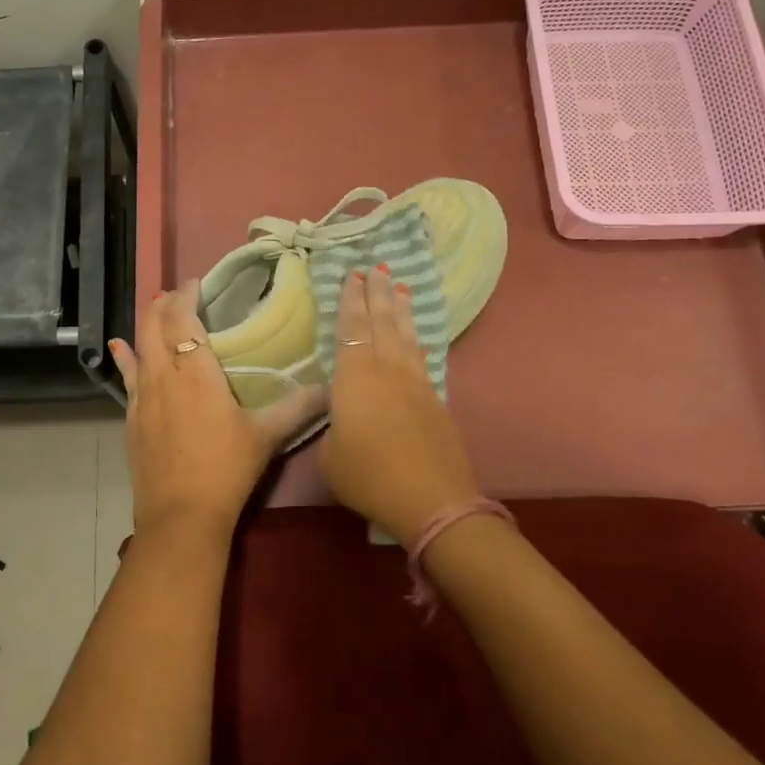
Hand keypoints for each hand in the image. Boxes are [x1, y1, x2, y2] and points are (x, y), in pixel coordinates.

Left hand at [109, 282, 327, 541]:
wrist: (181, 516)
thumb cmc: (226, 470)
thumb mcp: (266, 436)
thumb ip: (298, 408)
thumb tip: (330, 390)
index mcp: (196, 372)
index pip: (183, 319)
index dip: (186, 296)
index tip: (197, 283)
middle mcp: (163, 375)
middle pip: (154, 325)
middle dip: (164, 303)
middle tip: (180, 293)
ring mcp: (142, 397)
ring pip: (138, 346)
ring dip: (146, 323)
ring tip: (156, 309)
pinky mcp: (131, 418)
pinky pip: (127, 376)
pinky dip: (126, 357)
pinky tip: (120, 348)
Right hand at [319, 265, 481, 548]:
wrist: (431, 497)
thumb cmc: (368, 475)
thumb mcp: (329, 454)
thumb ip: (330, 426)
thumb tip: (339, 416)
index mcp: (355, 376)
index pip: (351, 328)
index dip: (351, 300)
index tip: (353, 275)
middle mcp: (387, 369)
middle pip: (382, 321)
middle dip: (377, 293)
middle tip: (376, 267)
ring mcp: (416, 382)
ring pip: (406, 335)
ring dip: (400, 309)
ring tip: (399, 287)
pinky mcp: (435, 399)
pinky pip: (421, 356)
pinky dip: (416, 338)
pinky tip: (414, 337)